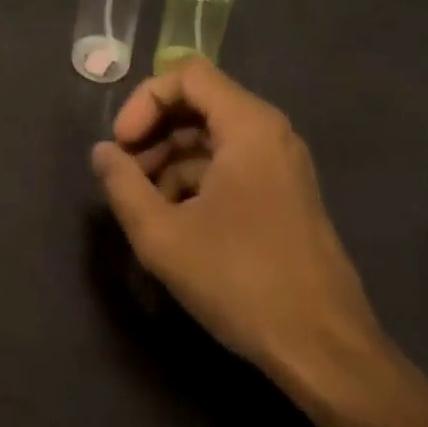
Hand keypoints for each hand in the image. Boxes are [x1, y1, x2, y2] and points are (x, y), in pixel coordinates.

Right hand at [90, 59, 404, 426]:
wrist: (326, 352)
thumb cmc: (241, 281)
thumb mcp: (163, 236)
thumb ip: (122, 185)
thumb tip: (102, 152)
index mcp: (248, 126)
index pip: (186, 74)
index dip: (144, 101)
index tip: (121, 145)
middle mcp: (270, 133)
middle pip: (198, 104)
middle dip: (153, 133)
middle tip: (125, 175)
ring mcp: (281, 165)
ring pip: (211, 137)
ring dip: (170, 160)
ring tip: (144, 205)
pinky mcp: (284, 195)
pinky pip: (230, 165)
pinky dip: (195, 180)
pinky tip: (175, 223)